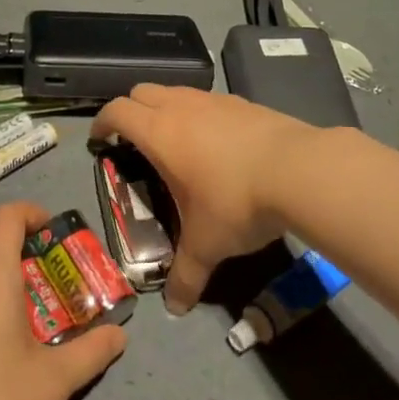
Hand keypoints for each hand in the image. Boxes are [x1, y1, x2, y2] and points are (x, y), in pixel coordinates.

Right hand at [89, 84, 323, 313]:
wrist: (298, 170)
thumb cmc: (236, 202)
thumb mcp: (207, 245)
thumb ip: (186, 275)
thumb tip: (175, 308)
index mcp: (159, 133)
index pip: (117, 111)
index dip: (103, 122)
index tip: (100, 138)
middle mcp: (181, 107)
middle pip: (142, 91)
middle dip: (131, 111)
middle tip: (134, 140)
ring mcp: (214, 100)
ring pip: (176, 91)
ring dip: (166, 107)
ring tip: (175, 141)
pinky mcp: (243, 101)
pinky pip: (208, 99)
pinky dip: (200, 113)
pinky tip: (216, 143)